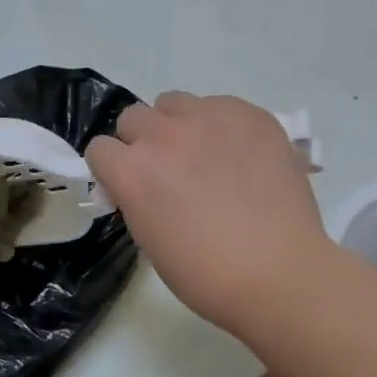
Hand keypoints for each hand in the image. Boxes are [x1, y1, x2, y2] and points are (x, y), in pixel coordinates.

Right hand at [87, 93, 332, 335]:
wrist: (277, 273)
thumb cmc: (204, 273)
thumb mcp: (148, 239)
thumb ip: (135, 199)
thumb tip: (140, 186)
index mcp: (131, 170)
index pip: (99, 149)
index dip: (112, 169)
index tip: (128, 187)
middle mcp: (163, 134)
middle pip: (133, 118)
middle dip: (142, 142)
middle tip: (167, 172)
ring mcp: (209, 118)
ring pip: (174, 103)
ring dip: (177, 125)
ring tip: (203, 155)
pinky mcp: (250, 114)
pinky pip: (220, 105)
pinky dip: (220, 125)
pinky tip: (239, 155)